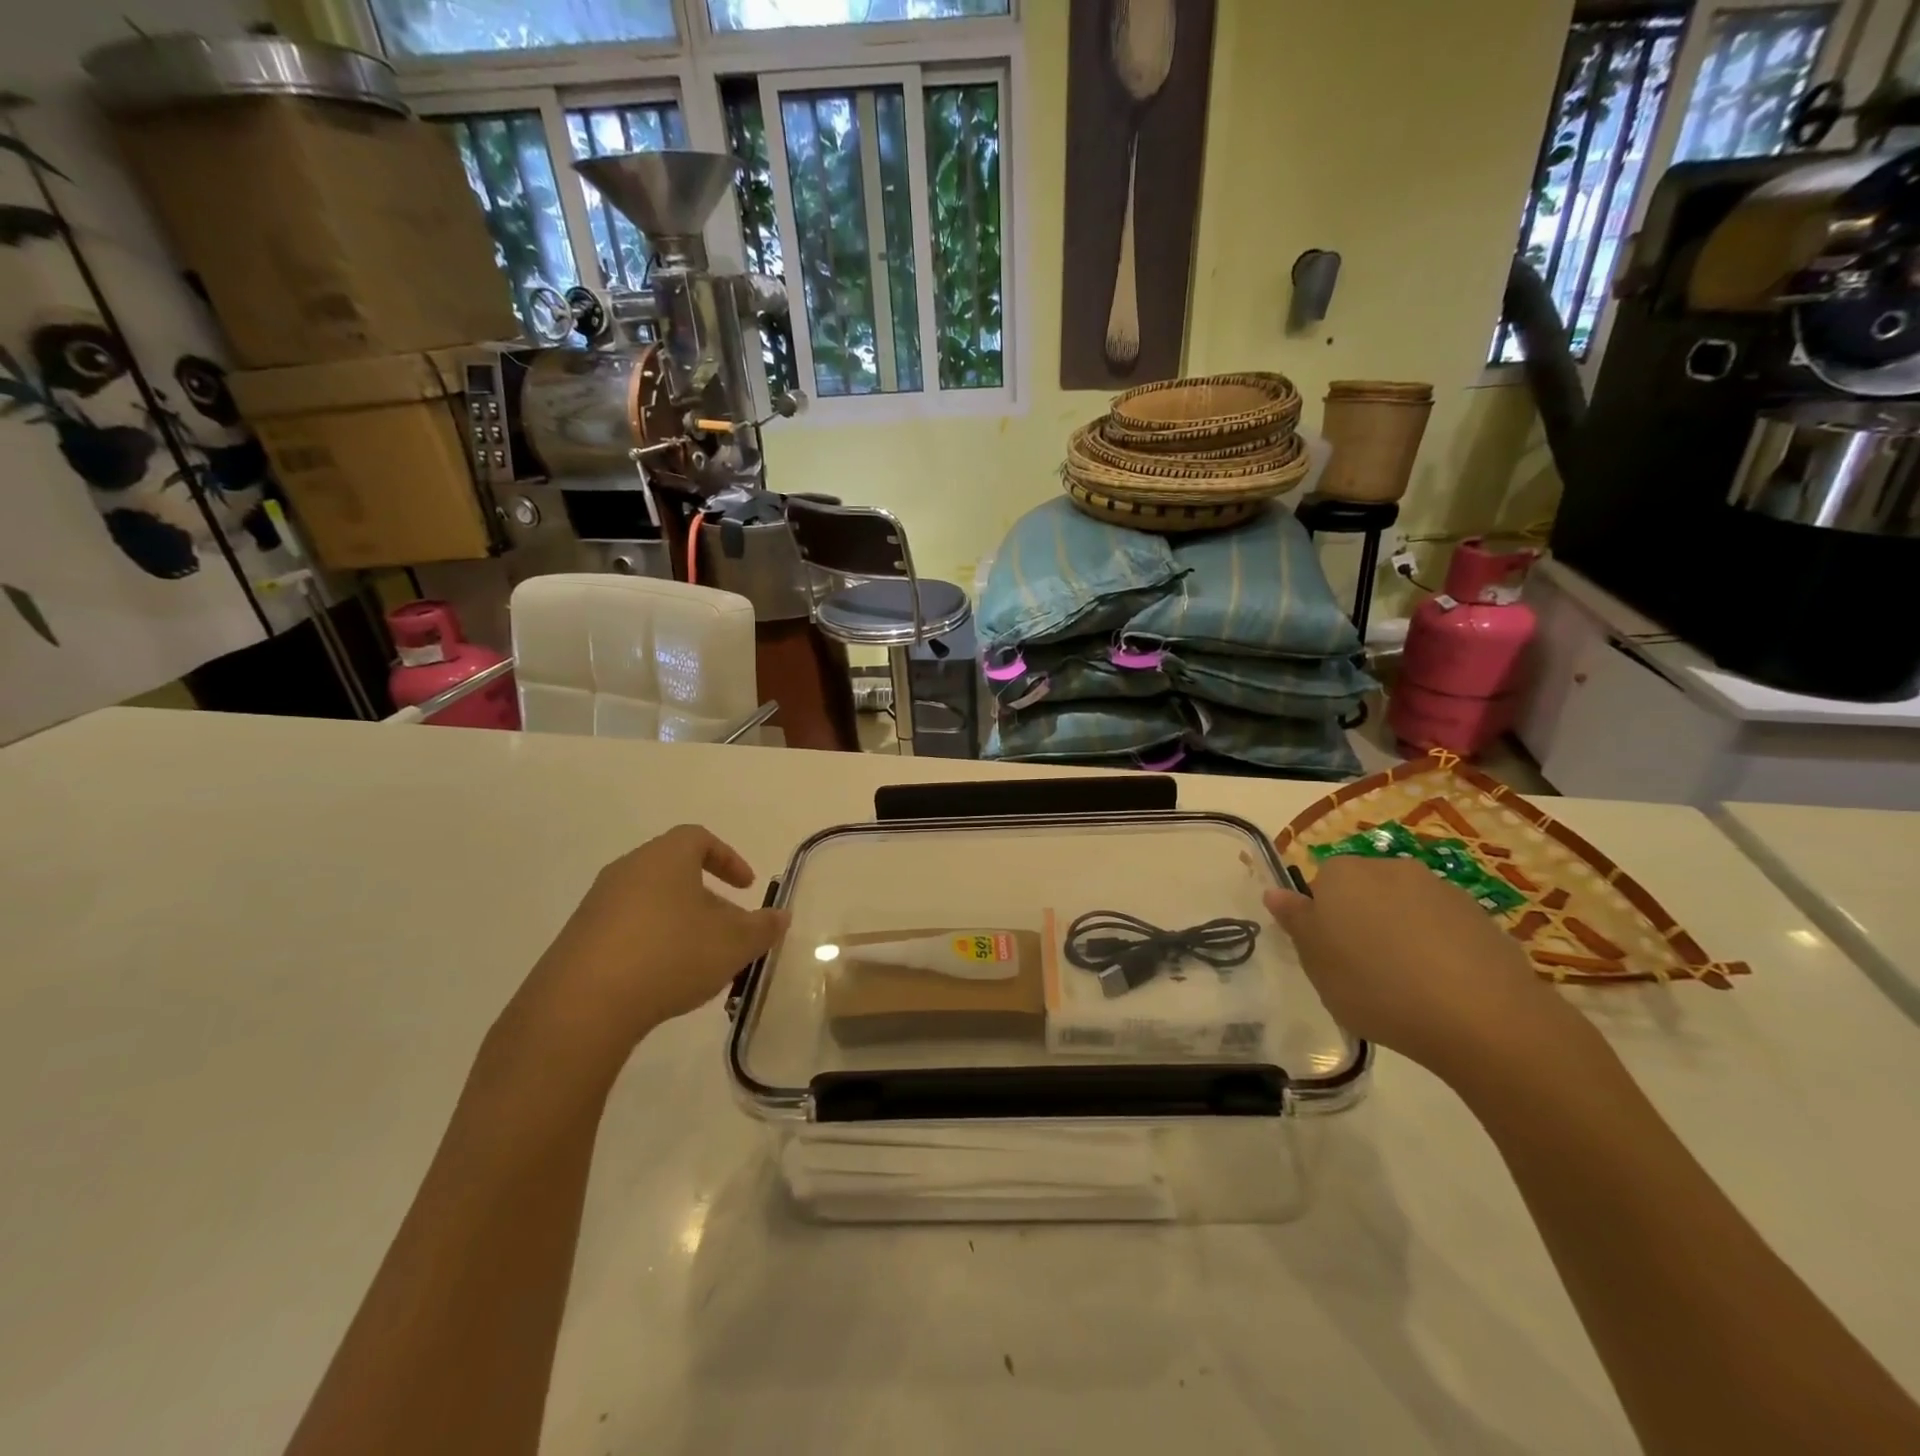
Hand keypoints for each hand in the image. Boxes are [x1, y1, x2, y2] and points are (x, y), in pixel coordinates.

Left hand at [515, 826, 788, 1066]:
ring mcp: (597, 905)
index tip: (746, 887)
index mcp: (666, 858)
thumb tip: (780, 916)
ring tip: (700, 961)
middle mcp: (628, 871)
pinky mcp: (577, 941)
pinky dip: (650, 945)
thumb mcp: (734, 943)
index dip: (728, 859)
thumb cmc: (671, 955)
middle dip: (707, 899)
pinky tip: (661, 980)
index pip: (699, 839)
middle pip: (674, 872)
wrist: (582, 1005)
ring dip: (679, 924)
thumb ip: (763, 927)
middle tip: (728, 930)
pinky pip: (625, 931)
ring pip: (650, 903)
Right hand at [1264, 855, 1587, 1083]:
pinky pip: (1443, 928)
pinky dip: (1438, 949)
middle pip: (1363, 892)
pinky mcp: (1480, 916)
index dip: (1323, 922)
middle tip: (1362, 971)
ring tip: (1407, 985)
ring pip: (1404, 908)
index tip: (1330, 957)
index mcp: (1341, 874)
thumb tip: (1275, 892)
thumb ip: (1296, 922)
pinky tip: (1442, 988)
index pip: (1320, 886)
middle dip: (1361, 922)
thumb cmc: (1376, 987)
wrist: (1481, 1016)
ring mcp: (1439, 889)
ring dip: (1400, 934)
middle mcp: (1388, 867)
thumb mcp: (1316, 963)